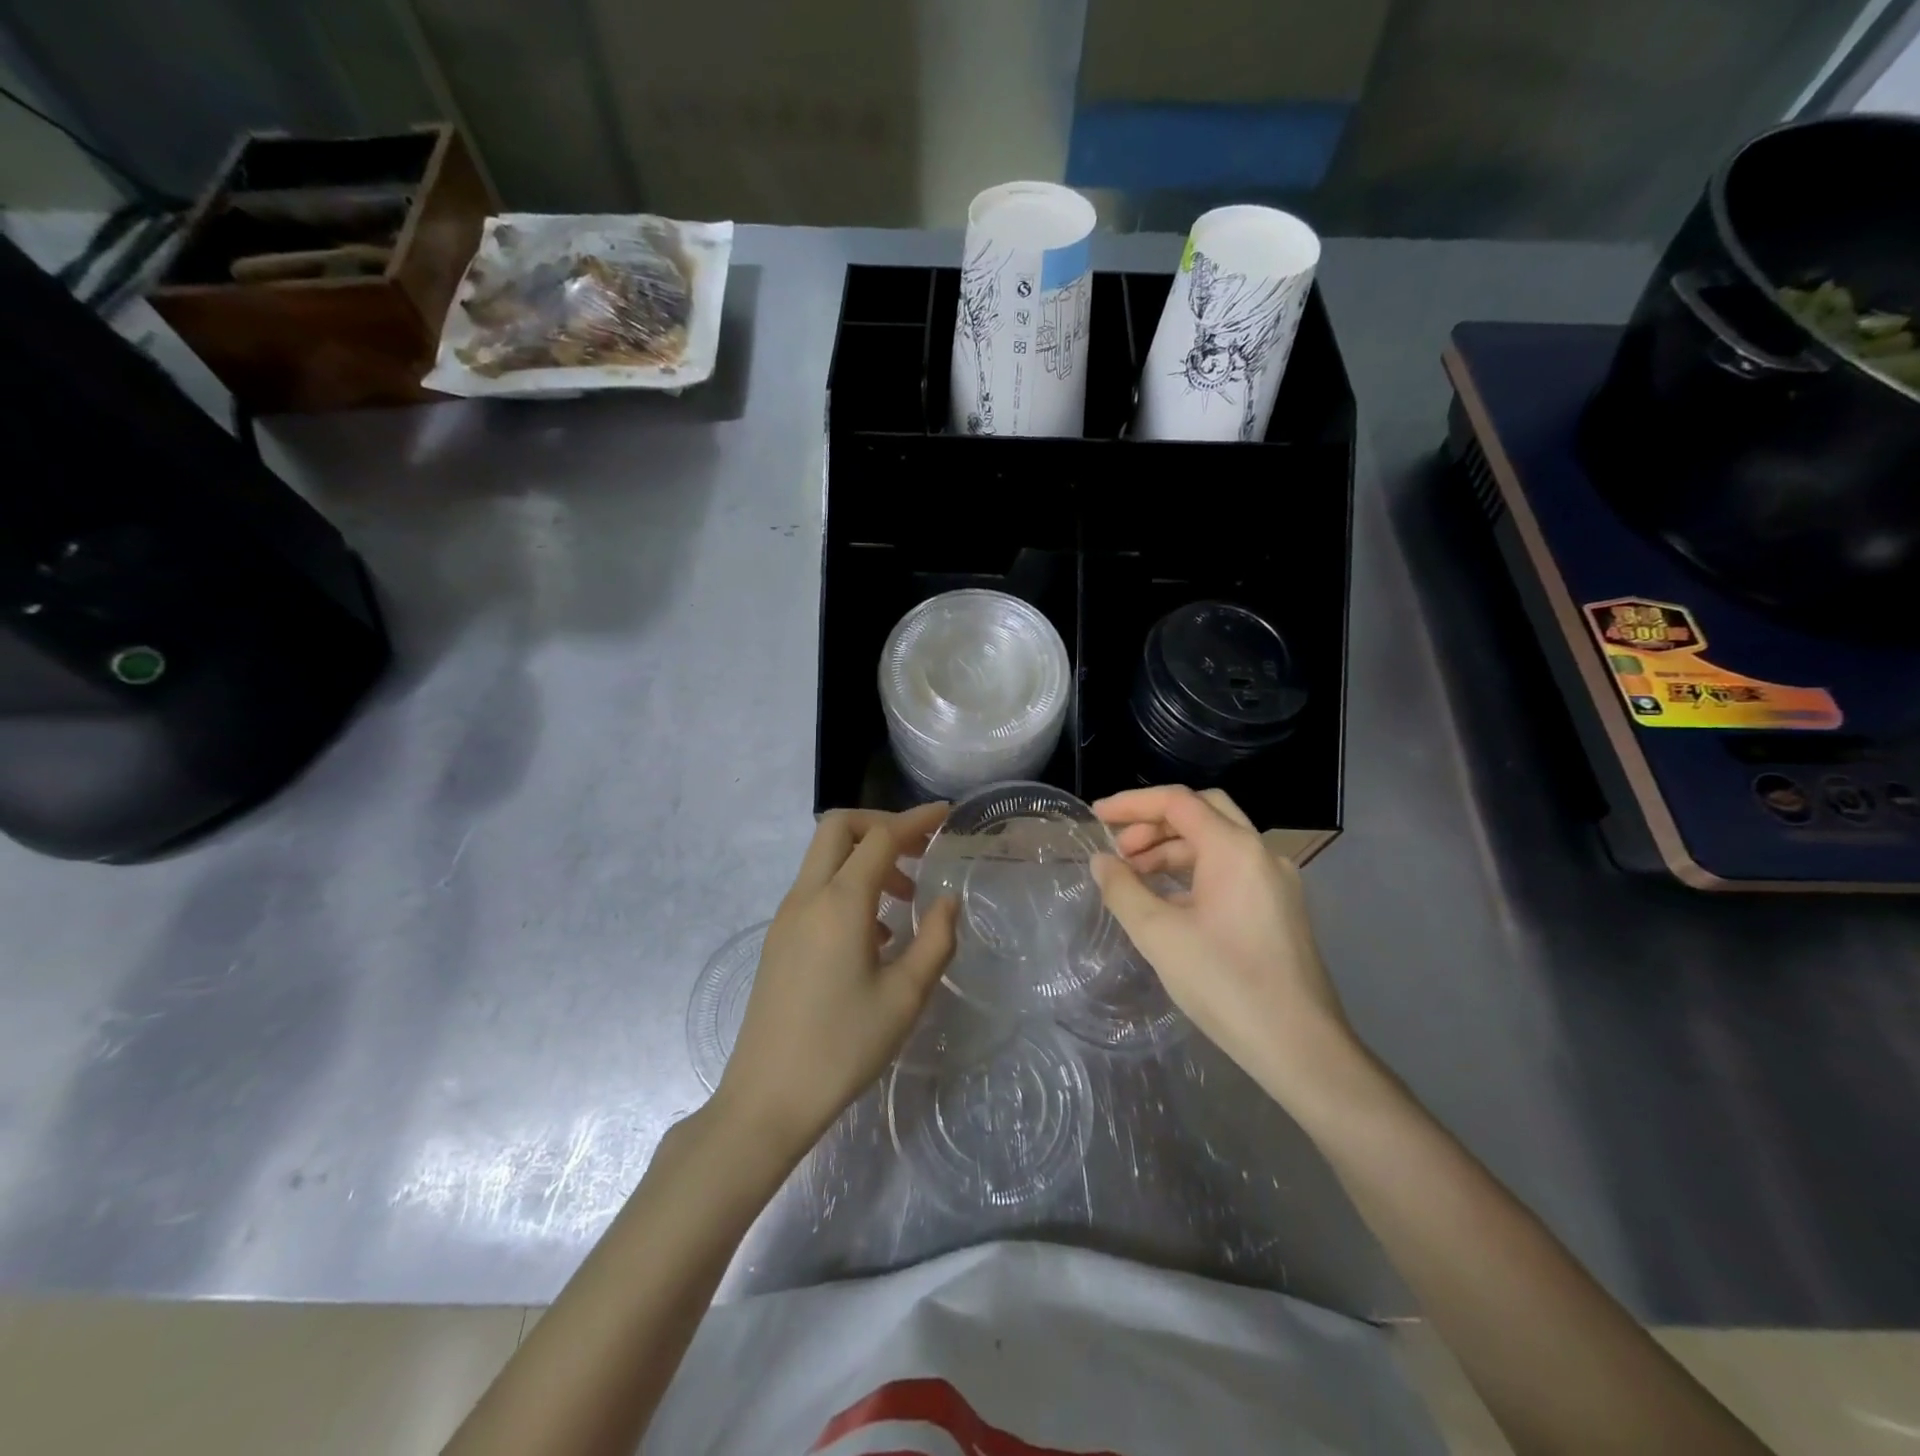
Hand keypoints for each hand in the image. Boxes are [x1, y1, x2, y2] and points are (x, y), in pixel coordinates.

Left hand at [714, 804, 959, 1158]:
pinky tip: (876, 933)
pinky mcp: (780, 939)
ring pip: (825, 858)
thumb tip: (948, 901)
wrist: (768, 1098)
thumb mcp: (905, 997)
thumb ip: (936, 940)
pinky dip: (849, 887)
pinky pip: (816, 889)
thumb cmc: (843, 1047)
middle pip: (839, 829)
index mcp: (840, 903)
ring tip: (905, 899)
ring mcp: (787, 917)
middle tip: (919, 850)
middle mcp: (808, 897)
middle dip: (881, 825)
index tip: (946, 815)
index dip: (916, 820)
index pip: (880, 837)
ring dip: (865, 859)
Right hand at [1091, 785, 1357, 1107]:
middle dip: (1154, 823)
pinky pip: (1230, 870)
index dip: (1132, 804)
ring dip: (1172, 850)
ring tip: (1135, 878)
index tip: (1096, 817)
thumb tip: (1102, 862)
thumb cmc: (1225, 983)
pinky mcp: (1279, 908)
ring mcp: (1275, 881)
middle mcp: (1261, 853)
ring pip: (1217, 842)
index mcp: (1234, 849)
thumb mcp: (1158, 935)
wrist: (1300, 1046)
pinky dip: (1194, 872)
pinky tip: (1168, 902)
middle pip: (1202, 812)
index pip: (1177, 802)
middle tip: (1119, 850)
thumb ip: (1123, 889)